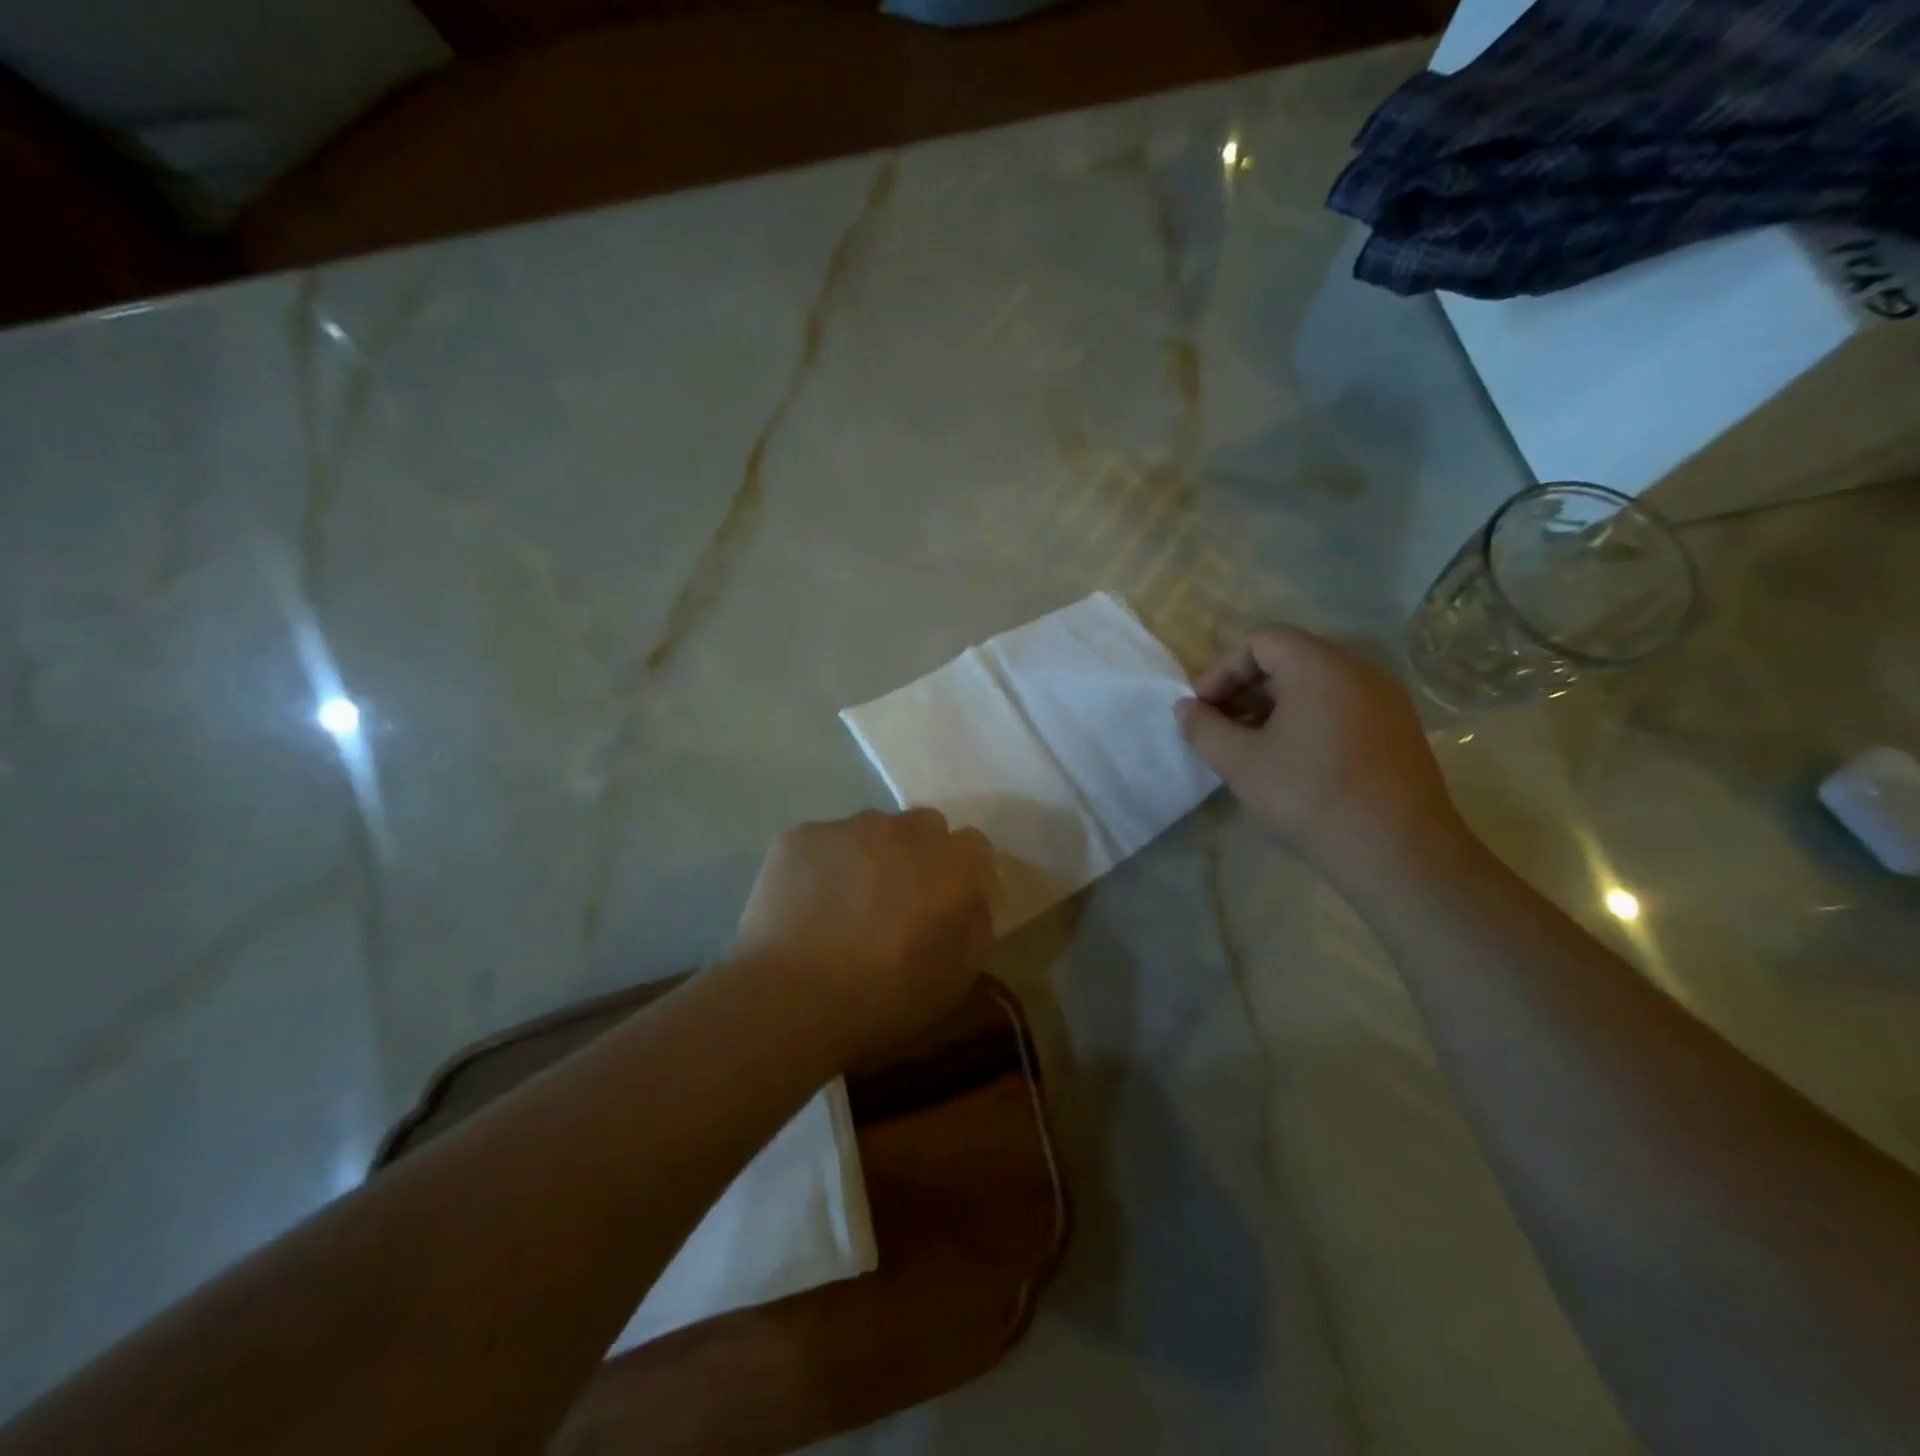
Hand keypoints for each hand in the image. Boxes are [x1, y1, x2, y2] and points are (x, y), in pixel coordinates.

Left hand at [729, 809, 994, 1063]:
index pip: (973, 845)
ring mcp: (848, 828)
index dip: (964, 871)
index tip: (950, 901)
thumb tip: (969, 897)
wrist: (792, 999)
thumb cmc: (885, 998)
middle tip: (899, 899)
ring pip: (871, 830)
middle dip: (919, 854)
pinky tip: (807, 906)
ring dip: (870, 856)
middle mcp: (903, 830)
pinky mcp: (800, 836)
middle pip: (923, 826)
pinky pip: (824, 843)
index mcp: (951, 864)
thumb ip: (974, 923)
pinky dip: (823, 866)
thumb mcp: (957, 976)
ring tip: (846, 904)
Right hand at [1176, 626, 1467, 888]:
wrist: (1399, 852)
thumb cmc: (1310, 797)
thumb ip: (1203, 728)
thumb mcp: (1241, 763)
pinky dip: (1307, 718)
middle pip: (1289, 657)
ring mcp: (1386, 698)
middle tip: (1220, 727)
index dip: (1222, 670)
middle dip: (1245, 688)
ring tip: (1251, 745)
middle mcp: (1359, 668)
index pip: (1260, 640)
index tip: (1203, 709)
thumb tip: (1185, 708)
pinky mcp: (1399, 728)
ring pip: (1316, 683)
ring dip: (1274, 705)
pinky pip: (1342, 704)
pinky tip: (1292, 759)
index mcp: (1320, 665)